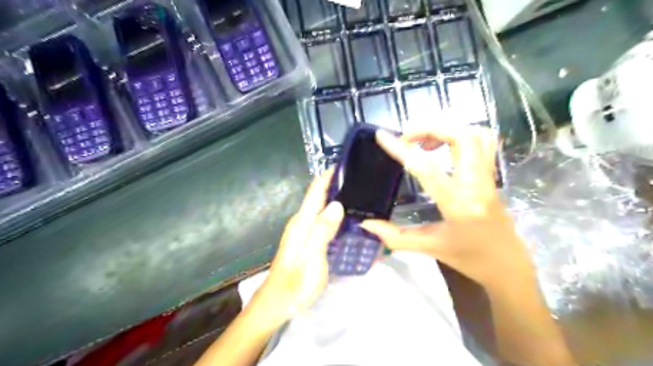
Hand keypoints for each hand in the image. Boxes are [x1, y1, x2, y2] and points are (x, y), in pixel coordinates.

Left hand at [258, 169, 343, 322]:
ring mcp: (303, 232)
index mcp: (302, 222)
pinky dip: (334, 215)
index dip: (328, 175)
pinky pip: (323, 221)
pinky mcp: (307, 242)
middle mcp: (301, 222)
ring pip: (321, 208)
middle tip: (360, 181)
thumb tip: (336, 203)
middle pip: (319, 197)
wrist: (278, 303)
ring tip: (358, 196)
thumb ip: (323, 229)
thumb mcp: (313, 256)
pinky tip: (347, 219)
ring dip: (336, 199)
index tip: (345, 163)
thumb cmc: (296, 282)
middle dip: (336, 185)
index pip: (316, 191)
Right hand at [362, 127, 535, 287]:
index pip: (426, 169)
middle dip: (430, 129)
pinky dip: (461, 135)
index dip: (401, 150)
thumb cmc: (469, 258)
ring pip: (476, 135)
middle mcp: (477, 184)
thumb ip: (394, 236)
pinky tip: (444, 147)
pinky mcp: (491, 175)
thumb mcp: (429, 248)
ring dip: (447, 129)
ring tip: (424, 141)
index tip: (382, 136)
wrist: (508, 265)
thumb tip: (366, 224)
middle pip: (461, 137)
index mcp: (459, 204)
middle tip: (407, 137)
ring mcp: (488, 177)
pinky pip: (482, 143)